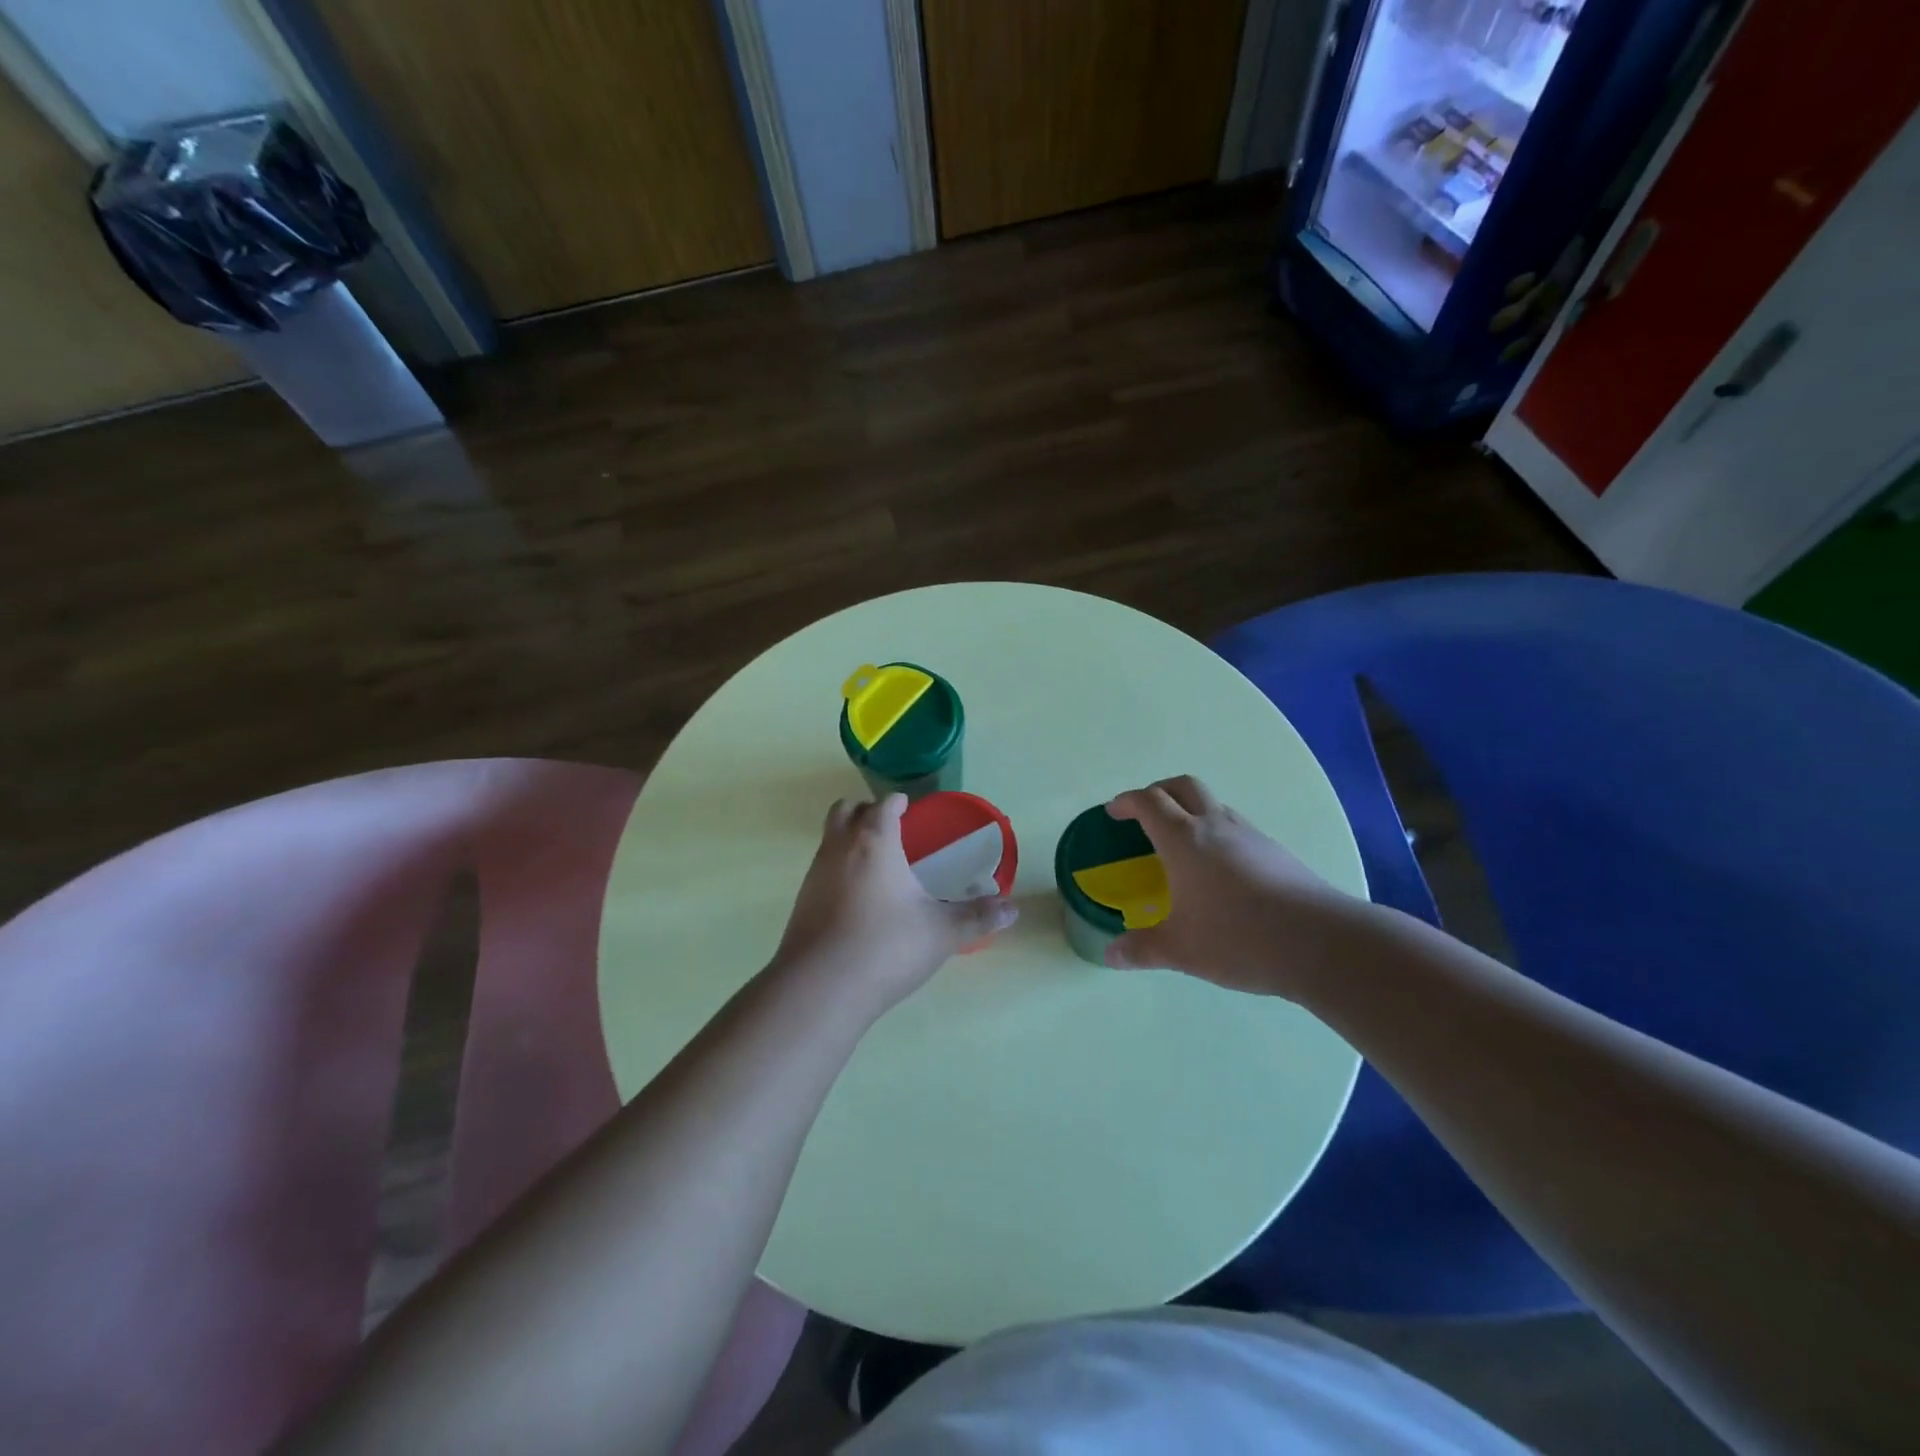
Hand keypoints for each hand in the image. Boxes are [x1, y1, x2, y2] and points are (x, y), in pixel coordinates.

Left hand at [773, 794, 1017, 1015]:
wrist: (820, 988)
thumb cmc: (886, 946)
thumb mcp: (942, 932)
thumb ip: (977, 917)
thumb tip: (1013, 910)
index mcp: (874, 842)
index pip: (883, 806)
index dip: (897, 803)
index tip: (908, 807)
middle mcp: (839, 849)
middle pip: (845, 810)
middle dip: (866, 811)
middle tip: (889, 827)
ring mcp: (814, 875)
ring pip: (829, 839)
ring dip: (849, 839)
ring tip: (876, 863)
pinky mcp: (802, 902)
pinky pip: (821, 869)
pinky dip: (838, 870)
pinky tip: (857, 898)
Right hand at [1104, 775, 1367, 998]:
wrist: (1320, 942)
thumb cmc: (1237, 937)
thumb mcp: (1181, 949)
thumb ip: (1142, 949)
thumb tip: (1110, 956)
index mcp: (1184, 839)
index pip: (1149, 802)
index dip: (1127, 802)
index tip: (1114, 812)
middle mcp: (1215, 825)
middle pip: (1183, 786)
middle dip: (1159, 791)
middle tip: (1145, 814)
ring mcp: (1250, 835)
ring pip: (1214, 805)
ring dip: (1191, 811)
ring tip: (1182, 845)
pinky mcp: (1276, 852)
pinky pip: (1236, 827)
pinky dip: (1217, 833)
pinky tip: (1219, 871)